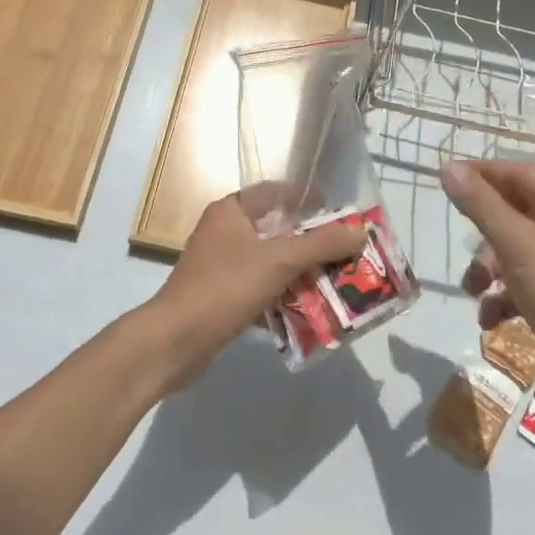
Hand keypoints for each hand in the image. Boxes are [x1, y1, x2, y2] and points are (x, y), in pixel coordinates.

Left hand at [144, 187, 366, 389]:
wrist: (175, 341)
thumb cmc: (225, 287)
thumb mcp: (278, 261)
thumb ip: (321, 245)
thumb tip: (359, 232)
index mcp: (231, 211)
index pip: (275, 193)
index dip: (307, 200)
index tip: (338, 214)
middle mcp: (223, 232)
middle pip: (276, 230)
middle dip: (310, 243)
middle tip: (344, 254)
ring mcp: (220, 266)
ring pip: (269, 262)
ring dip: (299, 273)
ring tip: (334, 283)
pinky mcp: (220, 296)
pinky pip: (259, 289)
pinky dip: (281, 297)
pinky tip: (306, 312)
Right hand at [440, 161, 534, 422]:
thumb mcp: (516, 244)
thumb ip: (480, 204)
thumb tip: (447, 166)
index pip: (520, 173)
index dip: (483, 173)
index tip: (447, 178)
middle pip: (515, 212)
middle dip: (483, 230)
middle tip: (460, 240)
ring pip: (514, 251)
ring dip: (487, 268)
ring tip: (472, 290)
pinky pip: (522, 286)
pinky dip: (502, 298)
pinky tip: (489, 320)